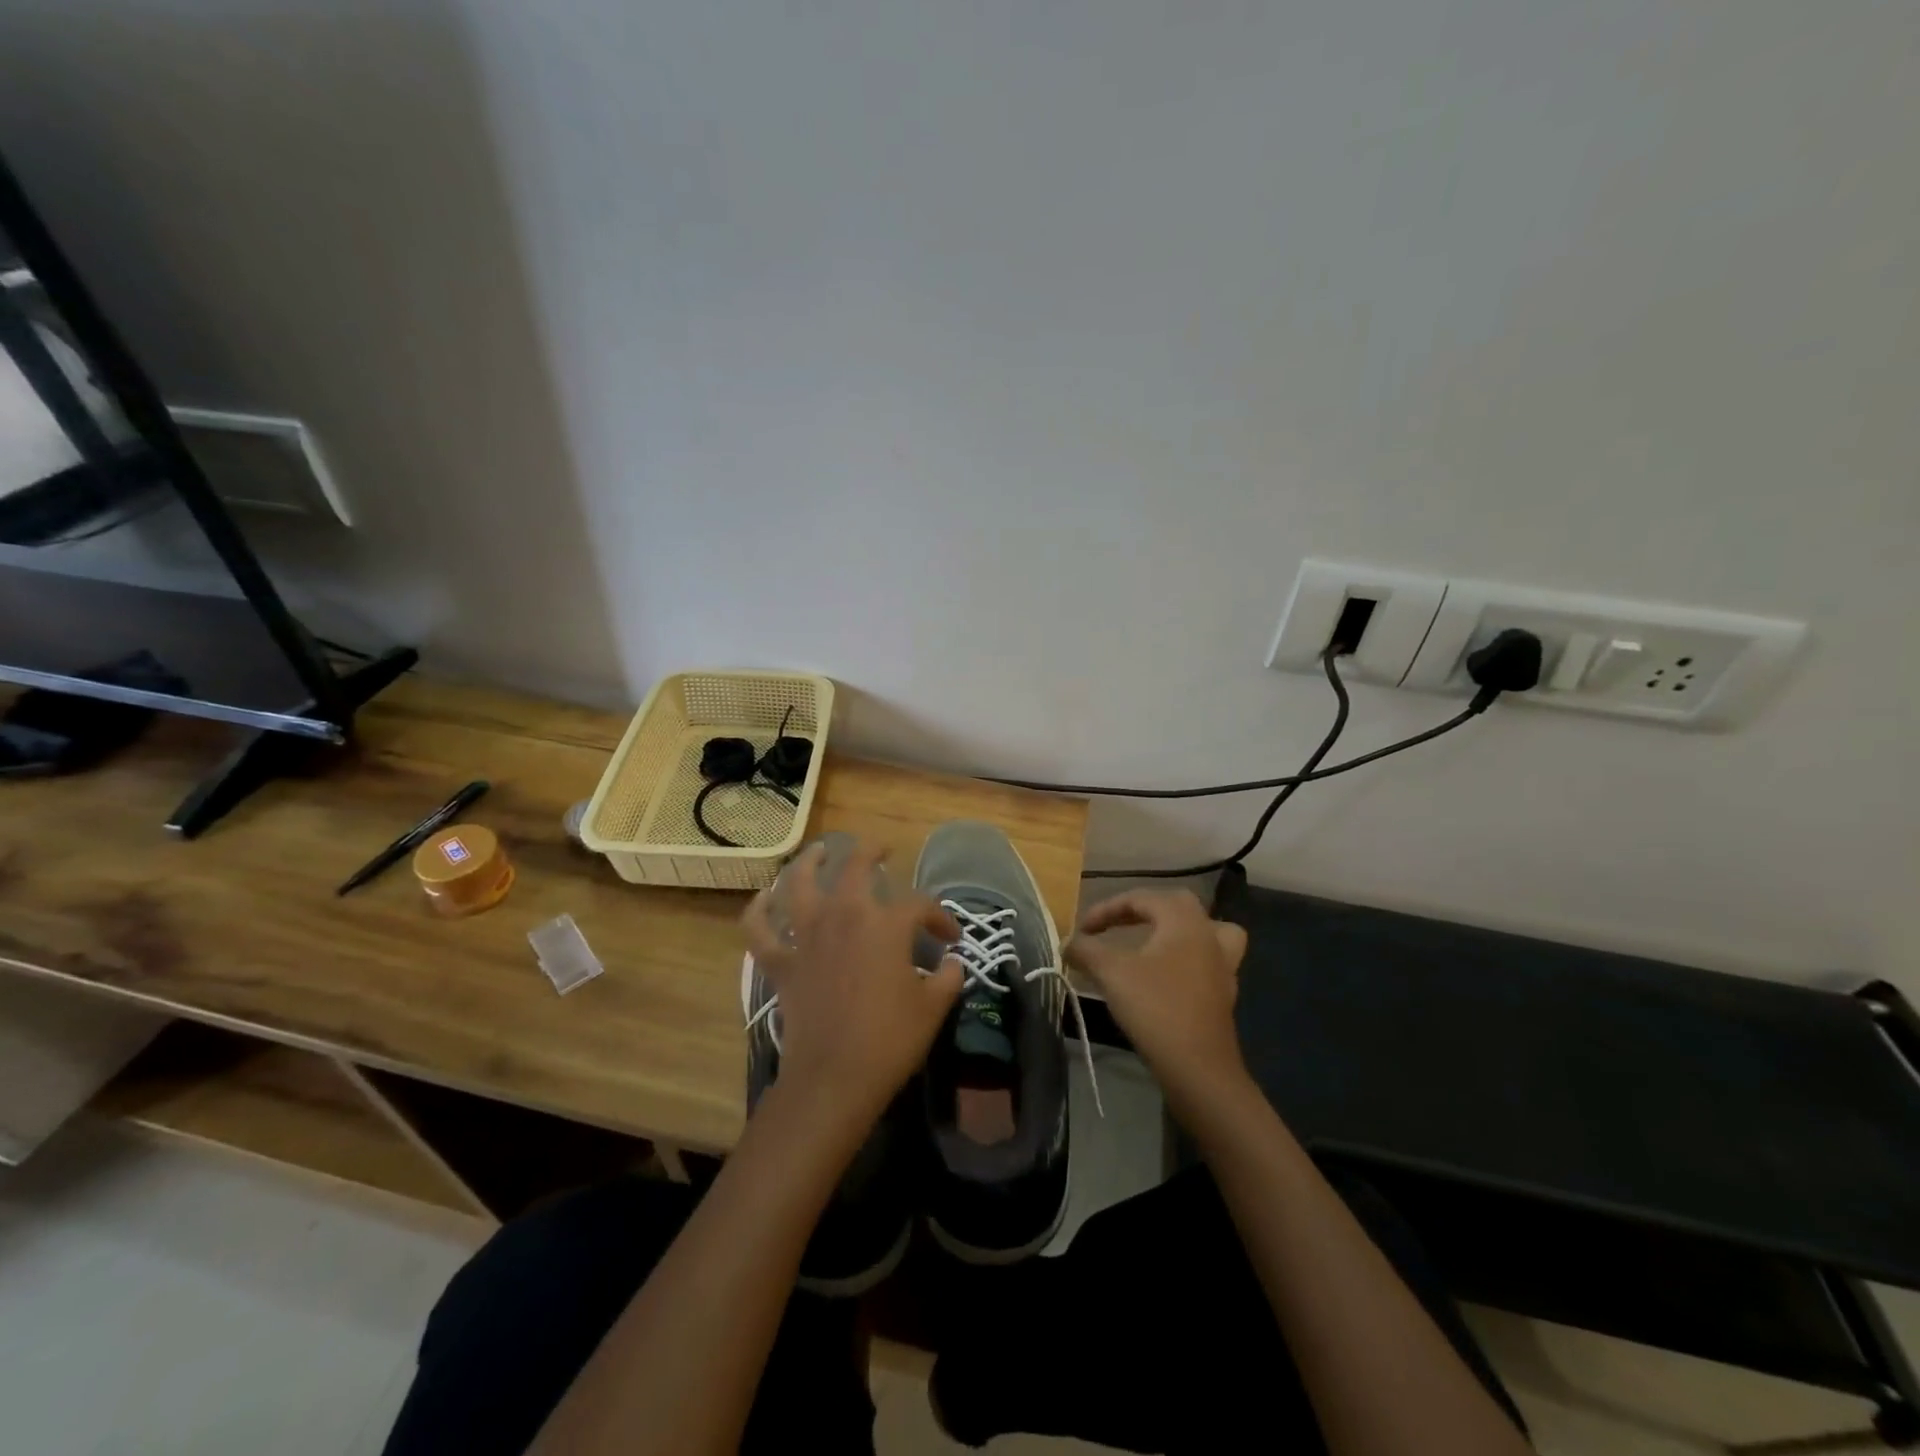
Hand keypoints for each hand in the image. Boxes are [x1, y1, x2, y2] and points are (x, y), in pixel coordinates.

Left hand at [741, 840, 963, 1135]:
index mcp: (886, 924)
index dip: (940, 917)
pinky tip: (764, 898)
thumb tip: (952, 962)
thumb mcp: (933, 1008)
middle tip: (881, 852)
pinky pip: (759, 928)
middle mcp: (844, 916)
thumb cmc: (889, 1040)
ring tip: (819, 851)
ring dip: (809, 862)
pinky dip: (758, 910)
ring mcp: (806, 936)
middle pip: (856, 868)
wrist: (833, 1078)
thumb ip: (948, 977)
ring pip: (799, 883)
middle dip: (871, 853)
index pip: (920, 905)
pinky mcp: (780, 962)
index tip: (950, 938)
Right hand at [1067, 889, 1250, 1111]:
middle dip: (1143, 910)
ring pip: (1206, 932)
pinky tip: (1166, 977)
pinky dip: (1186, 959)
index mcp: (1184, 921)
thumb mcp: (1111, 973)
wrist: (1198, 1069)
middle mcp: (1208, 935)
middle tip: (1117, 926)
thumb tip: (1068, 942)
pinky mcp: (1223, 995)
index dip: (1107, 909)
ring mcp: (1222, 966)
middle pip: (1178, 905)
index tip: (1082, 929)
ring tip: (1155, 941)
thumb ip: (1086, 950)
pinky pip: (1207, 961)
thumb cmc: (1155, 1008)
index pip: (1141, 898)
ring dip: (1178, 931)